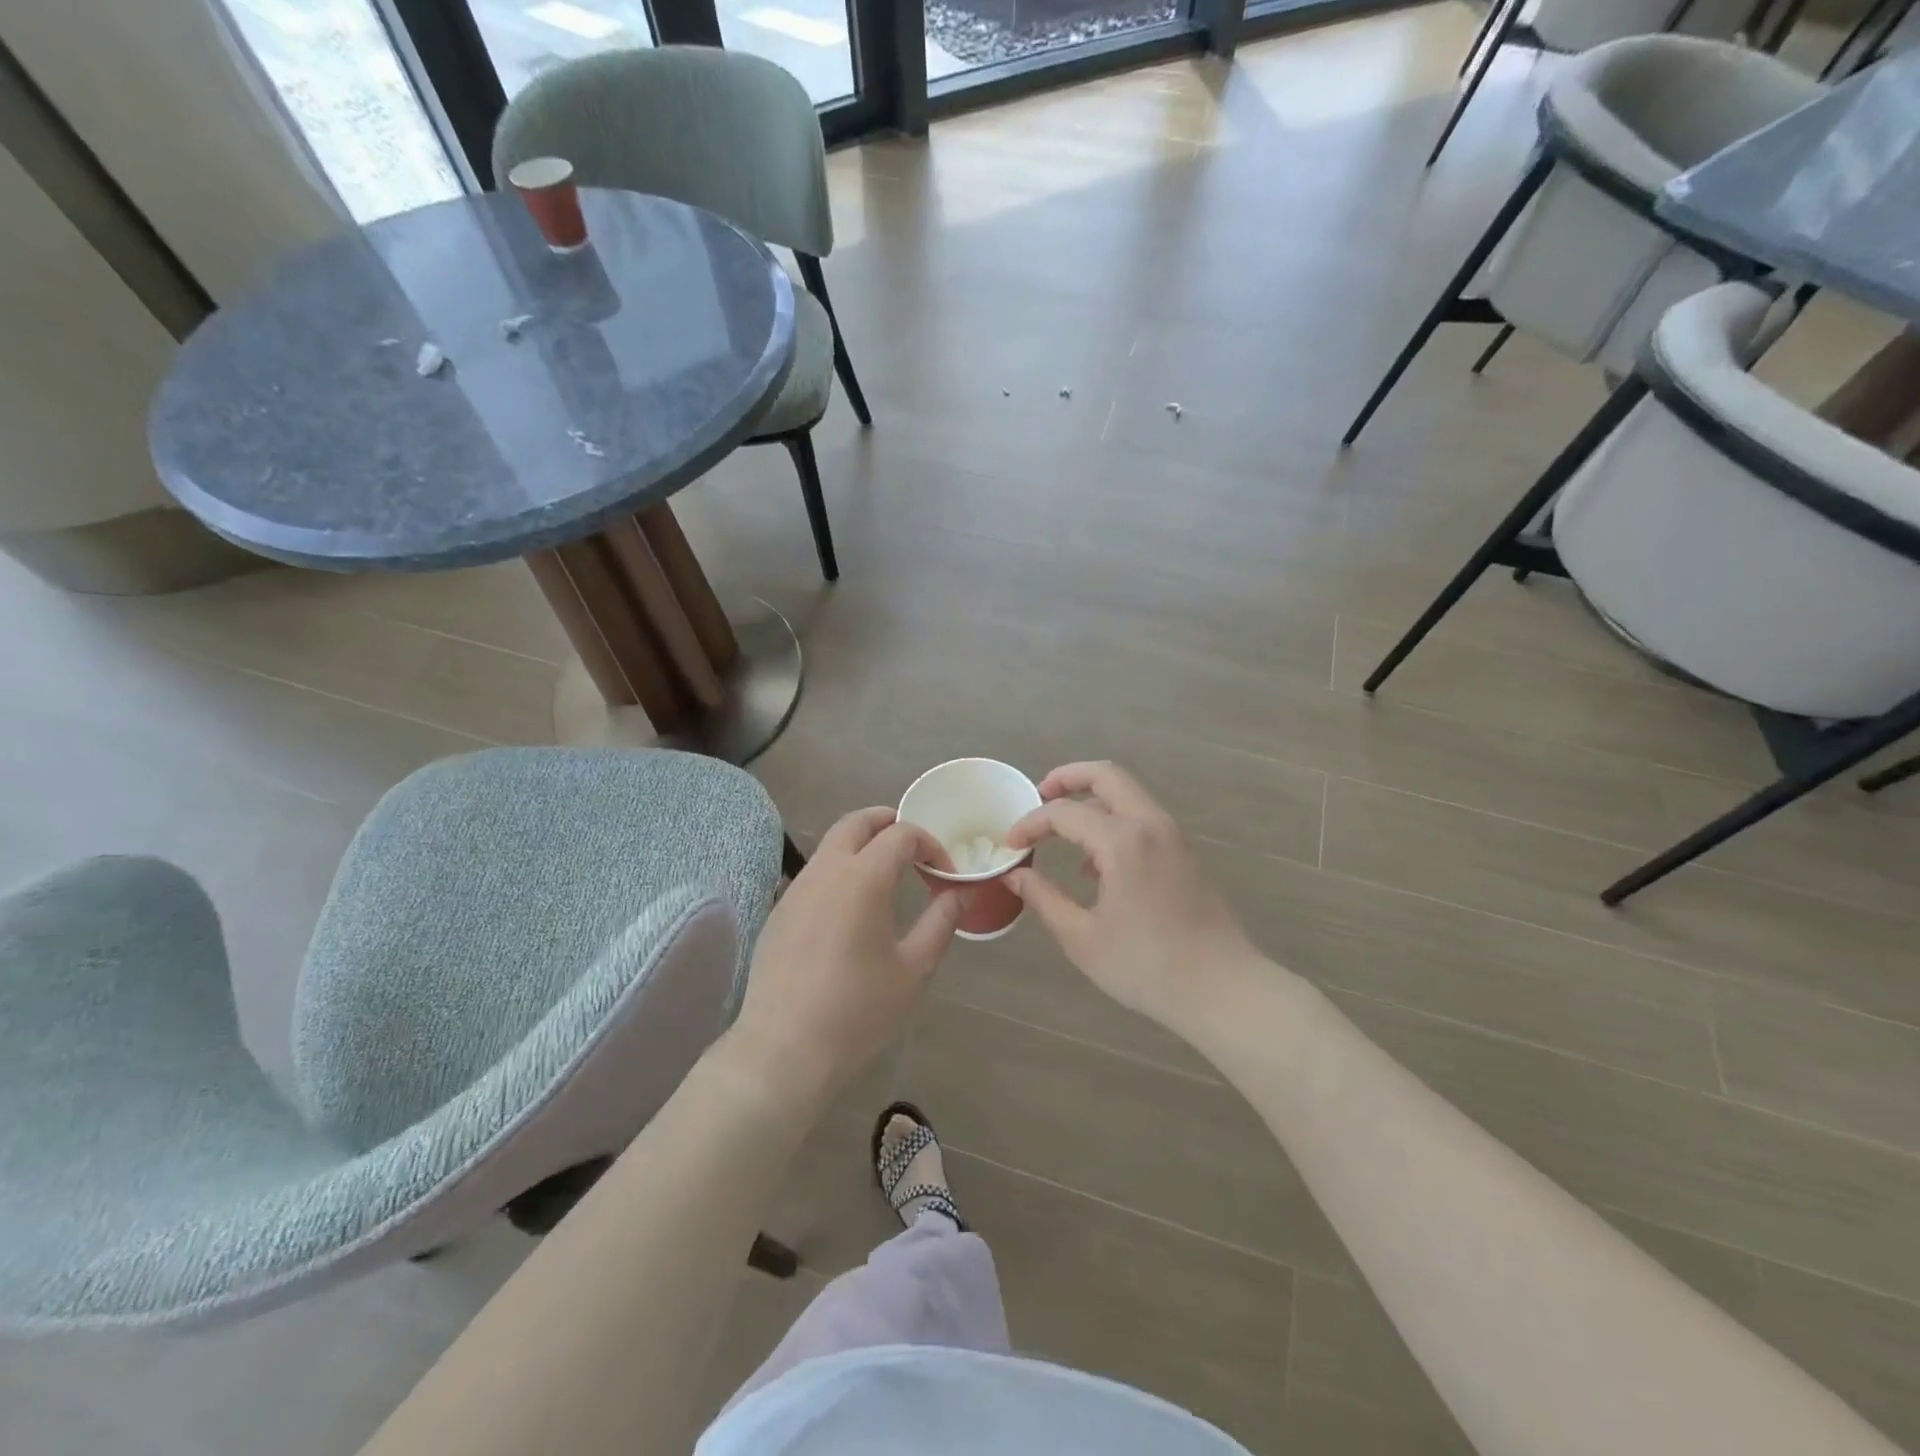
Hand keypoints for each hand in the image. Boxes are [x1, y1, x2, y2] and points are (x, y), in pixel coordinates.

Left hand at [728, 808, 962, 1103]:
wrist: (785, 1050)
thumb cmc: (858, 1011)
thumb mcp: (914, 969)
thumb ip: (941, 922)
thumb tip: (961, 893)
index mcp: (863, 878)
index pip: (901, 835)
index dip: (930, 844)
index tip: (945, 873)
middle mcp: (825, 871)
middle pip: (857, 821)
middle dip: (889, 822)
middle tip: (914, 845)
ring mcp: (796, 889)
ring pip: (831, 844)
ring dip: (862, 844)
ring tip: (887, 873)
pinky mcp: (780, 911)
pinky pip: (814, 873)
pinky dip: (840, 869)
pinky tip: (852, 908)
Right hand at [1004, 762, 1259, 1034]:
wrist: (1224, 989)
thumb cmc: (1147, 967)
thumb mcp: (1083, 938)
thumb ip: (1044, 898)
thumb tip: (1015, 874)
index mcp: (1123, 841)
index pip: (1064, 812)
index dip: (1031, 823)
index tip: (1009, 844)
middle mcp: (1151, 825)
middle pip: (1106, 775)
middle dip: (1068, 777)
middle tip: (1039, 794)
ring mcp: (1174, 837)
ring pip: (1128, 795)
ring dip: (1092, 801)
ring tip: (1063, 834)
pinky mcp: (1186, 854)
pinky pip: (1143, 820)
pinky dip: (1114, 822)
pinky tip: (1096, 866)